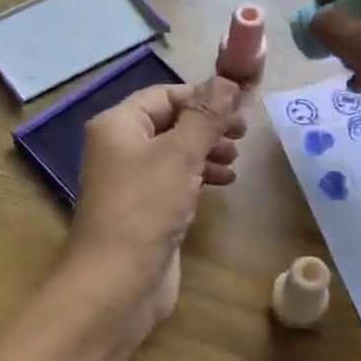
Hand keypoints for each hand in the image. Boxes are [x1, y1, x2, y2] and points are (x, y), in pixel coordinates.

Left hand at [61, 76, 244, 343]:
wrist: (118, 282)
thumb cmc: (145, 208)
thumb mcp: (180, 154)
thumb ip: (206, 116)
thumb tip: (227, 79)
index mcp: (118, 125)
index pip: (164, 96)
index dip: (203, 97)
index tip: (240, 108)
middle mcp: (120, 148)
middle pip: (170, 123)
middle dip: (207, 126)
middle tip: (242, 135)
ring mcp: (132, 182)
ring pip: (175, 154)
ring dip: (207, 152)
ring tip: (235, 161)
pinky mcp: (145, 211)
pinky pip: (175, 182)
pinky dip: (199, 178)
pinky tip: (223, 184)